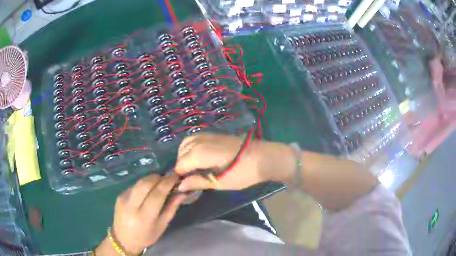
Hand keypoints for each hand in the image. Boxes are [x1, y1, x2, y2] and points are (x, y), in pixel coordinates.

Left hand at [96, 174, 185, 254]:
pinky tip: (148, 190)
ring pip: (140, 182)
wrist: (123, 240)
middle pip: (146, 183)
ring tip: (160, 183)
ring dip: (151, 179)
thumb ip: (171, 208)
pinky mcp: (119, 195)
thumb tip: (182, 193)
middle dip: (159, 177)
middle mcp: (132, 205)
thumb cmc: (146, 236)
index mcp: (144, 216)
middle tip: (168, 179)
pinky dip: (144, 184)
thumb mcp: (162, 226)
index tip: (176, 176)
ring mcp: (123, 198)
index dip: (168, 182)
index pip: (157, 194)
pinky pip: (134, 185)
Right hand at [175, 133, 294, 190]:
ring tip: (195, 168)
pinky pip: (195, 138)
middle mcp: (200, 141)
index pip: (180, 165)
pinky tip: (201, 158)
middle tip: (192, 178)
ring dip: (185, 154)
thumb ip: (198, 182)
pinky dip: (192, 147)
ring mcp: (207, 135)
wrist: (263, 157)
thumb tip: (180, 186)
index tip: (186, 185)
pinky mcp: (215, 134)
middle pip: (181, 152)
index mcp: (199, 153)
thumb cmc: (243, 173)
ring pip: (186, 143)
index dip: (181, 176)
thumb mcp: (219, 182)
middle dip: (182, 165)